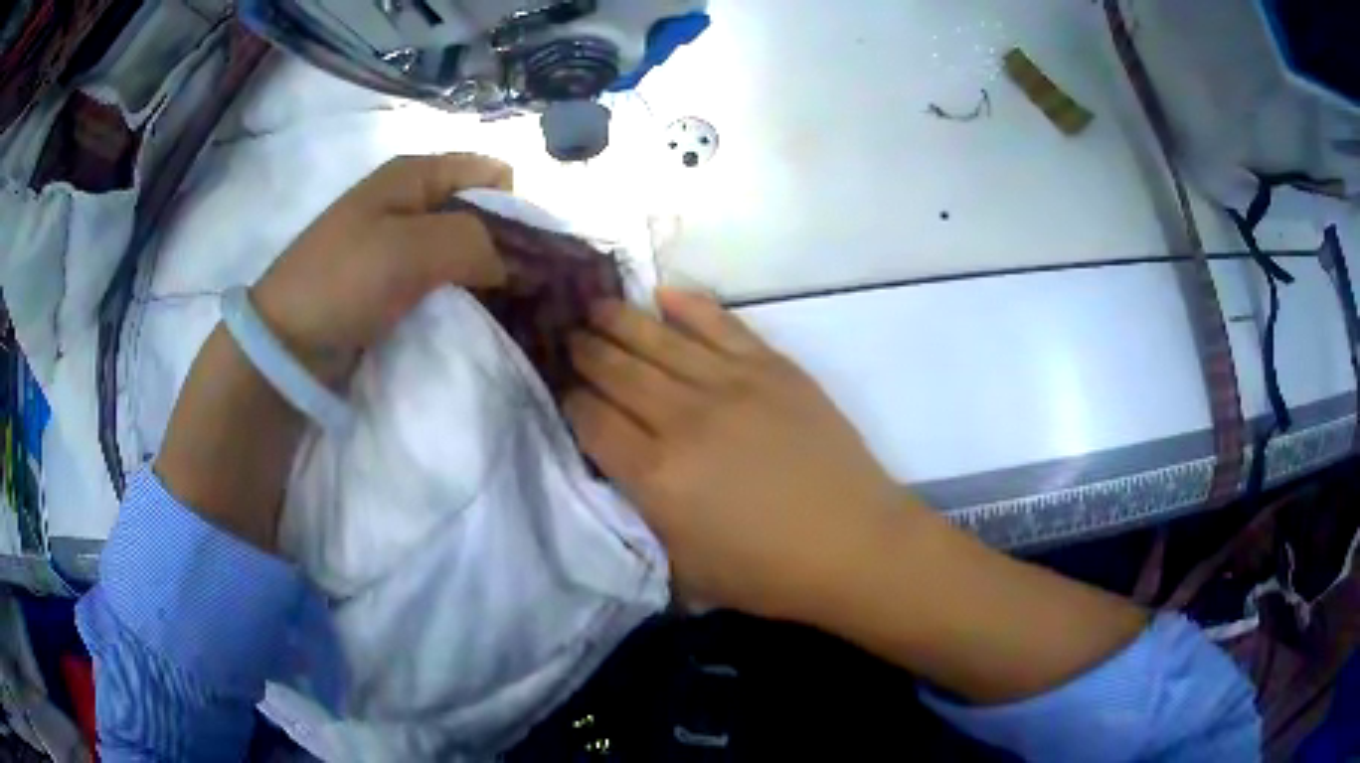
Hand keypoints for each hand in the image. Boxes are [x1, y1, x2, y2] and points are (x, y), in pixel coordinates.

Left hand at [251, 153, 512, 384]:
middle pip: (482, 211)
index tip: (528, 259)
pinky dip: (463, 295)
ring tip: (503, 311)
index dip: (518, 209)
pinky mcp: (394, 281)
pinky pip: (444, 278)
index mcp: (416, 173)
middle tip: (521, 293)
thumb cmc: (344, 281)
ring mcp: (401, 242)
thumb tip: (517, 263)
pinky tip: (473, 318)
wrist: (287, 343)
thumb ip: (477, 242)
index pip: (495, 174)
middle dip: (507, 247)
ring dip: (486, 276)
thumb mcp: (413, 249)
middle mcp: (413, 199)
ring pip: (466, 248)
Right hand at [565, 289, 912, 621]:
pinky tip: (663, 294)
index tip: (563, 390)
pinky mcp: (773, 368)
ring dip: (621, 319)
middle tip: (568, 336)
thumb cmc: (768, 572)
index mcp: (657, 476)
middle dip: (586, 352)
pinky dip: (689, 306)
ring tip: (595, 305)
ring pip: (659, 340)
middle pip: (618, 372)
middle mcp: (684, 419)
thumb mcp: (685, 568)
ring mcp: (732, 385)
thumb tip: (622, 472)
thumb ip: (644, 517)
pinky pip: (721, 324)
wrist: (854, 544)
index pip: (593, 421)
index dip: (571, 401)